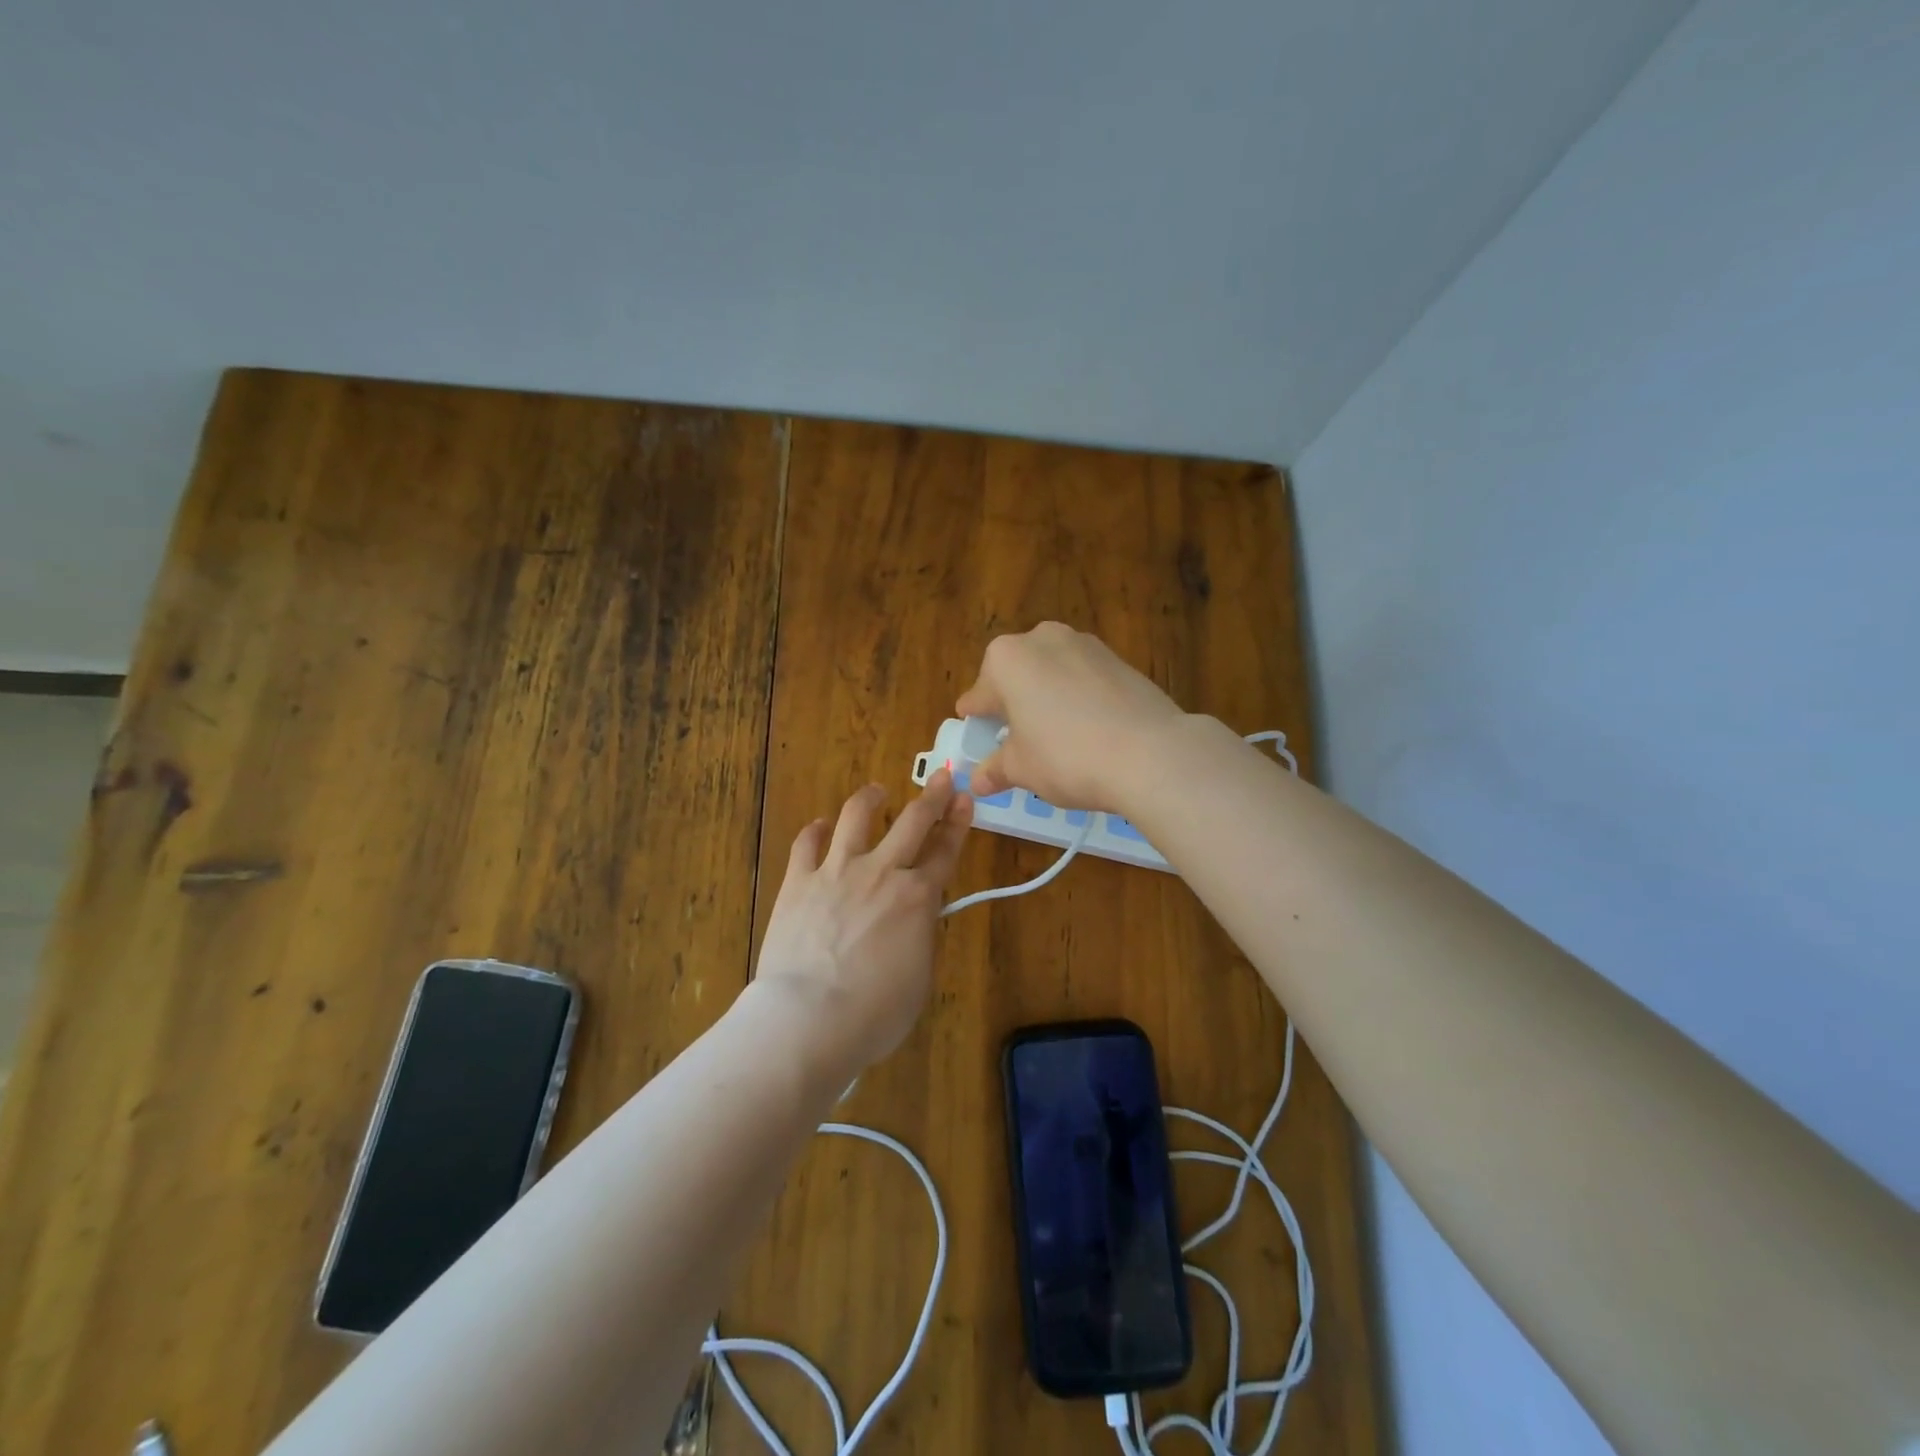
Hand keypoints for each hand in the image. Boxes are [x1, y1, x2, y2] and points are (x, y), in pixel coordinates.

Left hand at [754, 770, 972, 1070]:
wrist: (810, 1018)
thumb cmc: (875, 1013)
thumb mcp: (920, 977)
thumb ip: (921, 935)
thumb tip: (916, 918)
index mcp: (918, 898)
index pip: (946, 850)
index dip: (958, 822)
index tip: (964, 799)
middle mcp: (881, 872)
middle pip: (913, 821)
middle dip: (932, 795)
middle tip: (941, 776)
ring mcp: (837, 871)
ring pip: (857, 816)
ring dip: (871, 799)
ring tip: (877, 792)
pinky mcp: (799, 881)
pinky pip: (807, 843)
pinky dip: (816, 830)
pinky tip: (821, 825)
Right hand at [957, 622, 1184, 807]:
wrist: (1150, 753)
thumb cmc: (1066, 757)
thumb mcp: (1022, 769)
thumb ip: (996, 769)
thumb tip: (978, 780)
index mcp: (1005, 659)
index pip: (979, 694)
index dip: (977, 717)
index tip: (976, 731)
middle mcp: (1042, 638)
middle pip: (1016, 673)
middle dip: (1013, 702)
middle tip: (1017, 737)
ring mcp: (1085, 644)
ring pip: (1052, 671)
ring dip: (1047, 696)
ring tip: (1055, 734)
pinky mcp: (1119, 658)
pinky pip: (1084, 677)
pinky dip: (1078, 697)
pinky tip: (1088, 728)